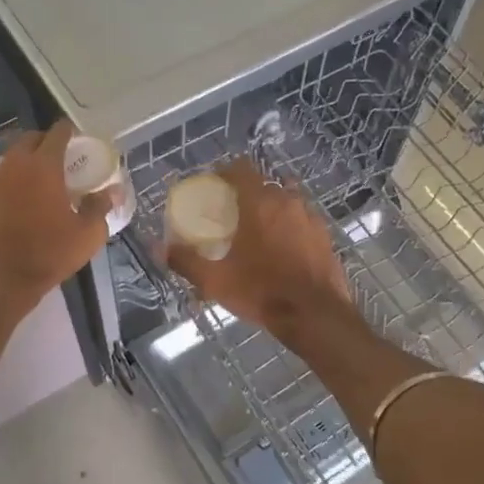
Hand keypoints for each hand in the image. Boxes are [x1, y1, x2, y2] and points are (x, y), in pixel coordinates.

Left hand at [0, 122, 112, 318]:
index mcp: (42, 166)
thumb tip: (111, 191)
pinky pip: (3, 181)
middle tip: (66, 159)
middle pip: (31, 140)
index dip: (70, 132)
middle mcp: (14, 166)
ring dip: (30, 162)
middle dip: (48, 142)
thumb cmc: (48, 254)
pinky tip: (29, 204)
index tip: (81, 140)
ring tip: (48, 181)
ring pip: (14, 159)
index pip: (57, 133)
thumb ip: (100, 206)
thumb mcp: (87, 234)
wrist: (0, 282)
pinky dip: (17, 182)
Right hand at [164, 160, 352, 337]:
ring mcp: (310, 217)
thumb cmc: (262, 292)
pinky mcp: (325, 236)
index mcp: (260, 204)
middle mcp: (287, 202)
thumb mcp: (216, 281)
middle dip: (247, 193)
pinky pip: (302, 220)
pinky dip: (290, 226)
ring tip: (258, 231)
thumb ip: (186, 261)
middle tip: (232, 214)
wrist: (315, 315)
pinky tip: (283, 248)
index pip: (242, 169)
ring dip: (271, 209)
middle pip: (264, 184)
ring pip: (286, 201)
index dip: (226, 172)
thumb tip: (158, 248)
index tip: (214, 185)